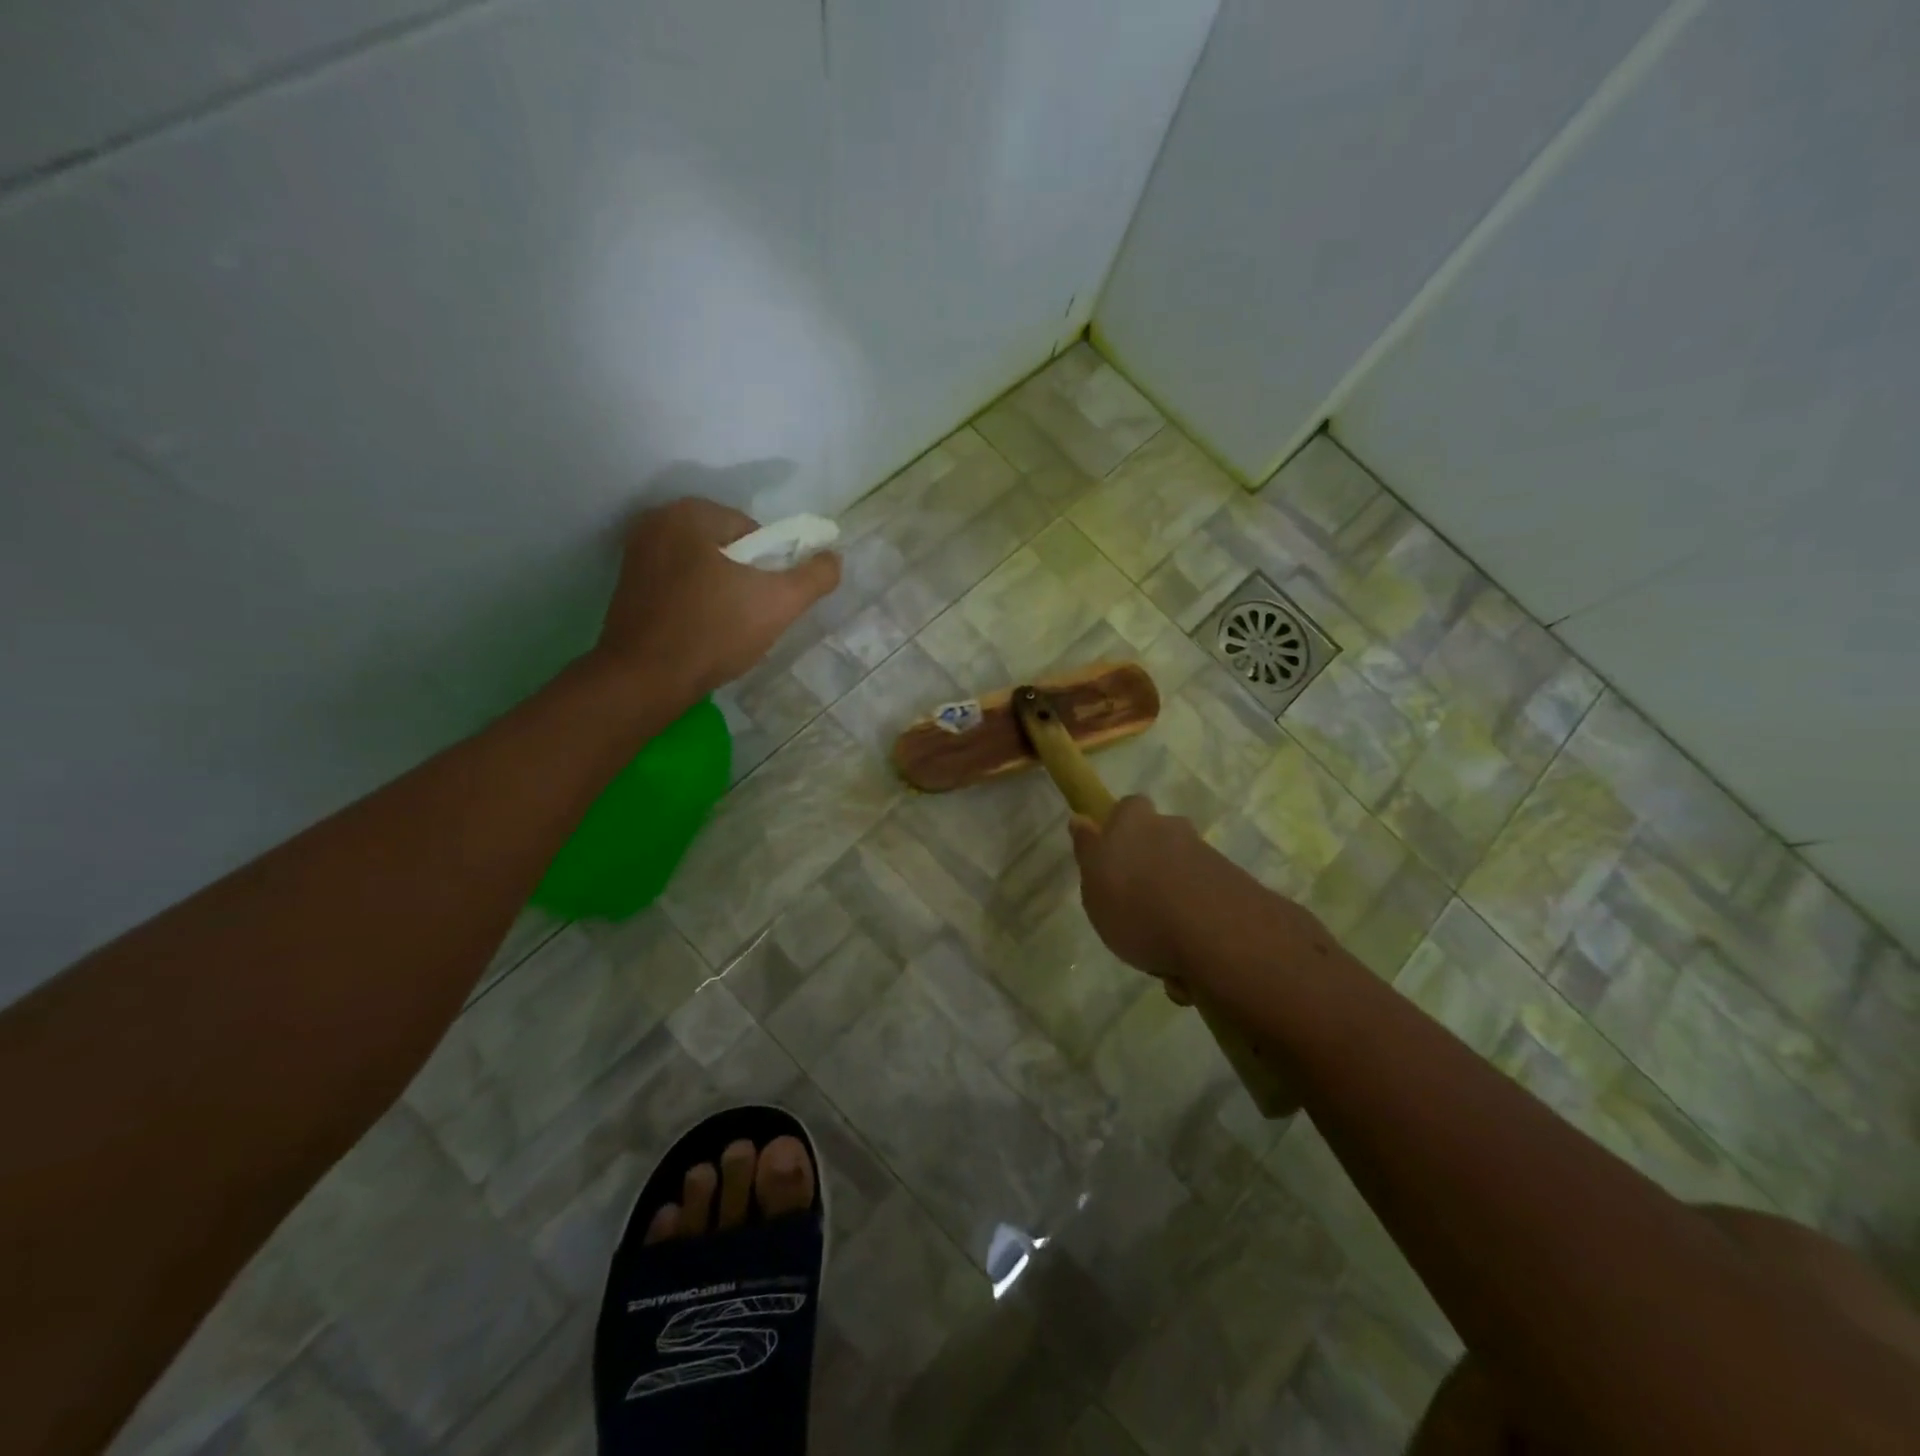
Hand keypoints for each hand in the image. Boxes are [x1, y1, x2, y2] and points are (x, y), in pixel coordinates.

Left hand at [595, 498, 840, 705]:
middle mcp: (657, 521)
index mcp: (690, 512)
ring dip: (721, 591)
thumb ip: (814, 576)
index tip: (768, 601)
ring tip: (727, 628)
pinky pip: (678, 585)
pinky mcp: (627, 585)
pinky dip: (695, 603)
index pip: (753, 532)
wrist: (645, 679)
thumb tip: (834, 558)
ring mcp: (636, 554)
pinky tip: (701, 632)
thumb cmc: (714, 632)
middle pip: (727, 548)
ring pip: (702, 567)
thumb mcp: (780, 603)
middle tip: (752, 617)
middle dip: (745, 579)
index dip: (771, 568)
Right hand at [1068, 795, 1217, 996]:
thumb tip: (1081, 819)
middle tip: (1135, 907)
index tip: (1111, 858)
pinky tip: (1187, 961)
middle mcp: (1174, 830)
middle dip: (1151, 867)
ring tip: (1161, 949)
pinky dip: (1196, 926)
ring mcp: (1209, 858)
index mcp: (1135, 822)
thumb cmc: (1137, 907)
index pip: (1127, 809)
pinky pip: (1205, 904)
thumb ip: (1088, 850)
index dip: (1119, 829)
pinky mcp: (1236, 889)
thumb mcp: (1094, 884)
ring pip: (1183, 875)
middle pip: (1159, 841)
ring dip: (1174, 903)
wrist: (1218, 937)